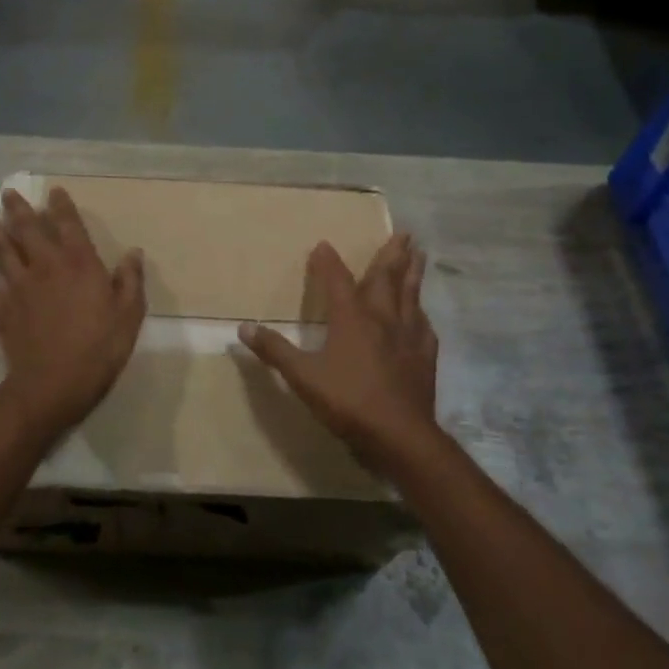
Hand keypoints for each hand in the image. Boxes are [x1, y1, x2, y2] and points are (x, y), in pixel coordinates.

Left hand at [0, 186, 146, 437]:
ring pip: (2, 253)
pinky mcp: (2, 310)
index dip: (61, 206)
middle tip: (8, 193)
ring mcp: (20, 287)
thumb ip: (130, 280)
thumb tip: (134, 252)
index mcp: (80, 263)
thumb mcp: (129, 315)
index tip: (54, 191)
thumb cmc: (99, 349)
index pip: (69, 225)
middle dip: (18, 210)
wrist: (54, 384)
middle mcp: (47, 266)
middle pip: (29, 230)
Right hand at [238, 234, 438, 473]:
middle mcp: (382, 318)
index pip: (337, 280)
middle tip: (403, 232)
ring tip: (420, 254)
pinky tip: (423, 314)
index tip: (324, 244)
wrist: (401, 435)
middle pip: (387, 279)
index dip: (329, 262)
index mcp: (351, 318)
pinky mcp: (425, 357)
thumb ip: (275, 351)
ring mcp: (408, 336)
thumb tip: (243, 327)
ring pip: (411, 295)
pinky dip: (421, 314)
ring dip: (413, 273)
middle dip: (391, 254)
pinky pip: (424, 326)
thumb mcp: (302, 377)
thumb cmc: (348, 401)